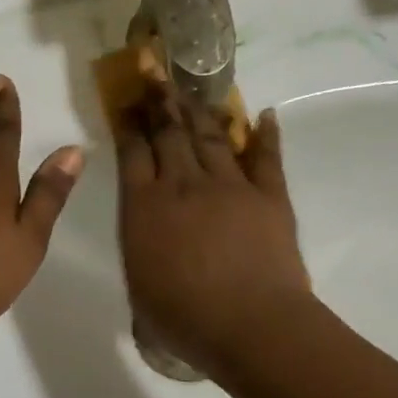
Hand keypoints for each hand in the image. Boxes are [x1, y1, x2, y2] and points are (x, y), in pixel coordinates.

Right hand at [114, 85, 313, 376]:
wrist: (250, 326)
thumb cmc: (183, 318)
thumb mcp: (139, 290)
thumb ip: (140, 255)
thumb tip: (145, 244)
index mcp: (144, 208)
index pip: (133, 153)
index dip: (130, 124)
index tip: (127, 101)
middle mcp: (183, 186)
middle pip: (169, 133)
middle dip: (159, 101)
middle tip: (153, 72)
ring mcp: (229, 187)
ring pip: (210, 137)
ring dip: (199, 110)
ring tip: (190, 88)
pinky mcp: (269, 196)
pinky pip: (265, 157)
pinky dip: (264, 135)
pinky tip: (263, 115)